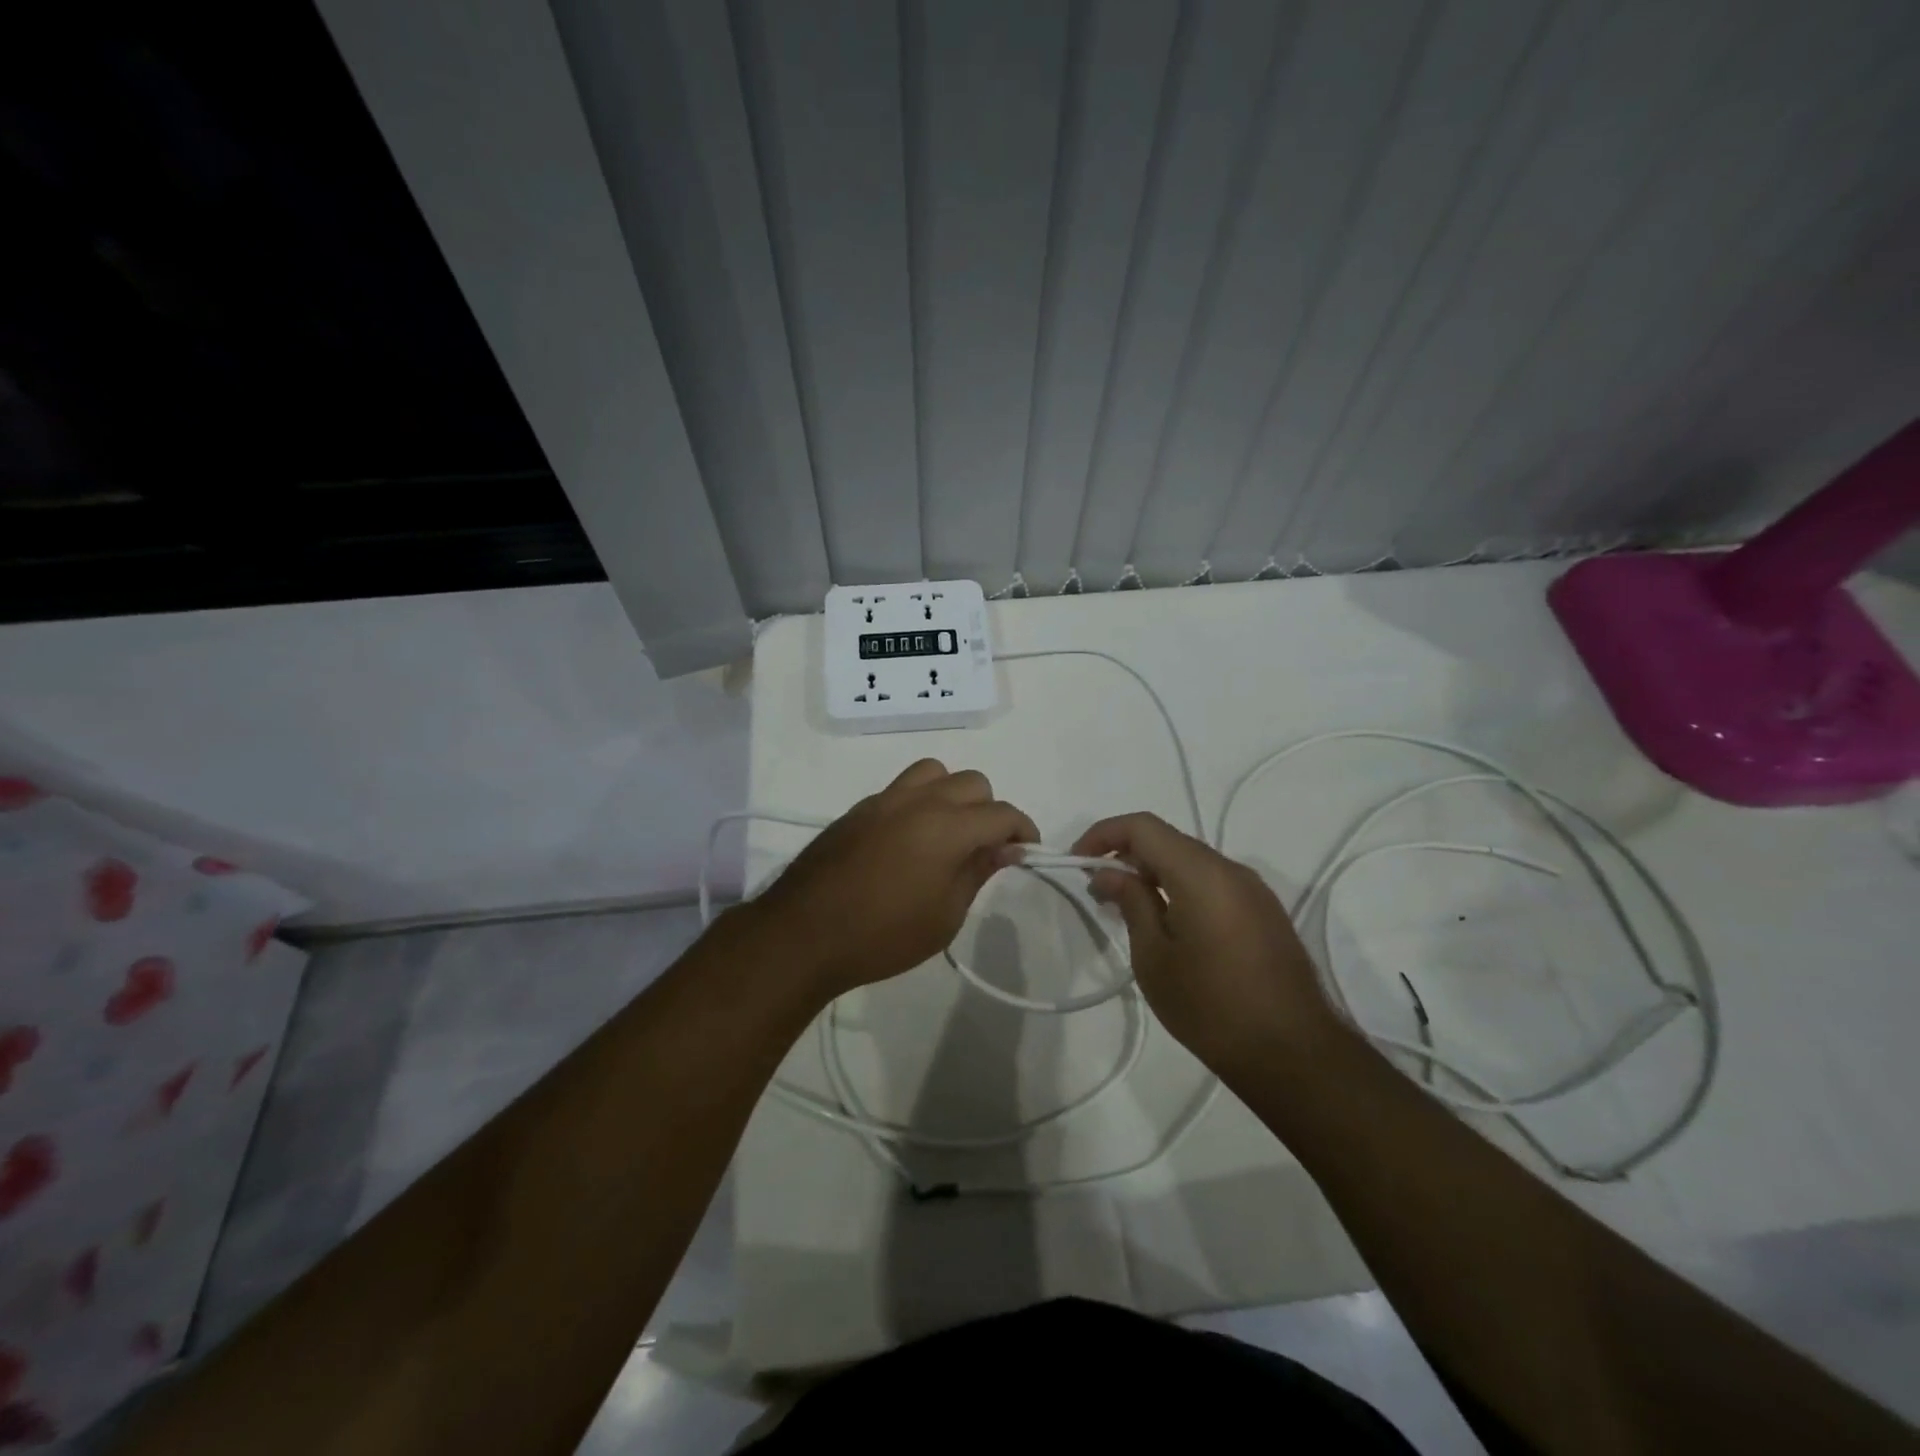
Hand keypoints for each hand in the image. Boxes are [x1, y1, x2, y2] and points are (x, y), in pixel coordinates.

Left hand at [746, 760, 1039, 998]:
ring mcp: (884, 800)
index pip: (1002, 813)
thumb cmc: (883, 936)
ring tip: (947, 832)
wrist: (804, 934)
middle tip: (985, 848)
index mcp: (947, 827)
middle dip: (989, 811)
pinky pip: (902, 788)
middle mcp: (918, 801)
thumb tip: (1006, 848)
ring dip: (952, 795)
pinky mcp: (858, 808)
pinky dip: (919, 801)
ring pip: (934, 772)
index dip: (1023, 830)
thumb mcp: (945, 916)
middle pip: (972, 783)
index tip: (1026, 852)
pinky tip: (909, 840)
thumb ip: (978, 872)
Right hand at [1071, 813, 1340, 1079]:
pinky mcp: (1264, 913)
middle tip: (1098, 890)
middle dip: (1127, 854)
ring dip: (1154, 872)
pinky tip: (1166, 923)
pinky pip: (1213, 883)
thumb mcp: (1154, 957)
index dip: (1104, 834)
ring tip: (1127, 908)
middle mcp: (1231, 869)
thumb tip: (1109, 872)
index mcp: (1201, 873)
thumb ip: (1131, 903)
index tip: (1077, 861)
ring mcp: (1253, 890)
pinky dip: (1181, 887)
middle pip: (1169, 840)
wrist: (1294, 1055)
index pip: (1143, 826)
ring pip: (1191, 861)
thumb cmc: (1212, 1007)